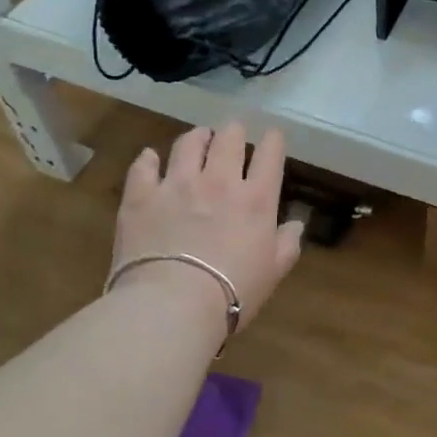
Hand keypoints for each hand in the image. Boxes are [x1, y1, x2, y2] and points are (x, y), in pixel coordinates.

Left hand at [109, 124, 303, 329]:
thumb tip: (296, 224)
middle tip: (233, 133)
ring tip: (199, 137)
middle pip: (229, 139)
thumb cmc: (233, 292)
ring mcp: (177, 185)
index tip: (273, 137)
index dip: (273, 140)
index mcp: (257, 199)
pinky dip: (149, 159)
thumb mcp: (273, 272)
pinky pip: (144, 166)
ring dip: (197, 136)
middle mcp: (219, 181)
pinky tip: (151, 158)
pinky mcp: (141, 196)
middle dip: (234, 131)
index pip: (270, 155)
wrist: (172, 305)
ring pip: (188, 144)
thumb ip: (287, 244)